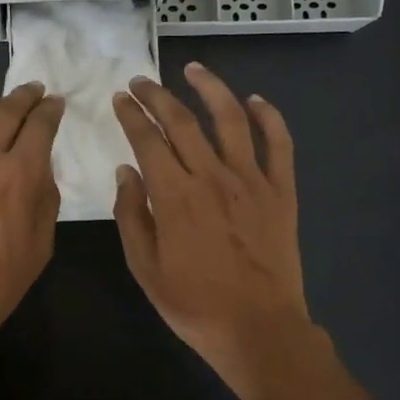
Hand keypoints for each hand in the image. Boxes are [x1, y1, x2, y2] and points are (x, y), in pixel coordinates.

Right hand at [112, 62, 316, 399]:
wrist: (259, 330)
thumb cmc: (195, 305)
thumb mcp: (146, 268)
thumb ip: (131, 216)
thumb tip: (125, 172)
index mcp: (174, 196)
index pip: (147, 140)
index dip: (130, 116)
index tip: (119, 99)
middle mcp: (212, 176)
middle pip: (182, 121)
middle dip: (157, 95)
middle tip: (141, 81)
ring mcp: (251, 180)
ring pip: (230, 119)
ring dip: (210, 88)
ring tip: (193, 69)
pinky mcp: (280, 191)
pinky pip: (278, 143)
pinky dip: (268, 116)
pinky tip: (255, 100)